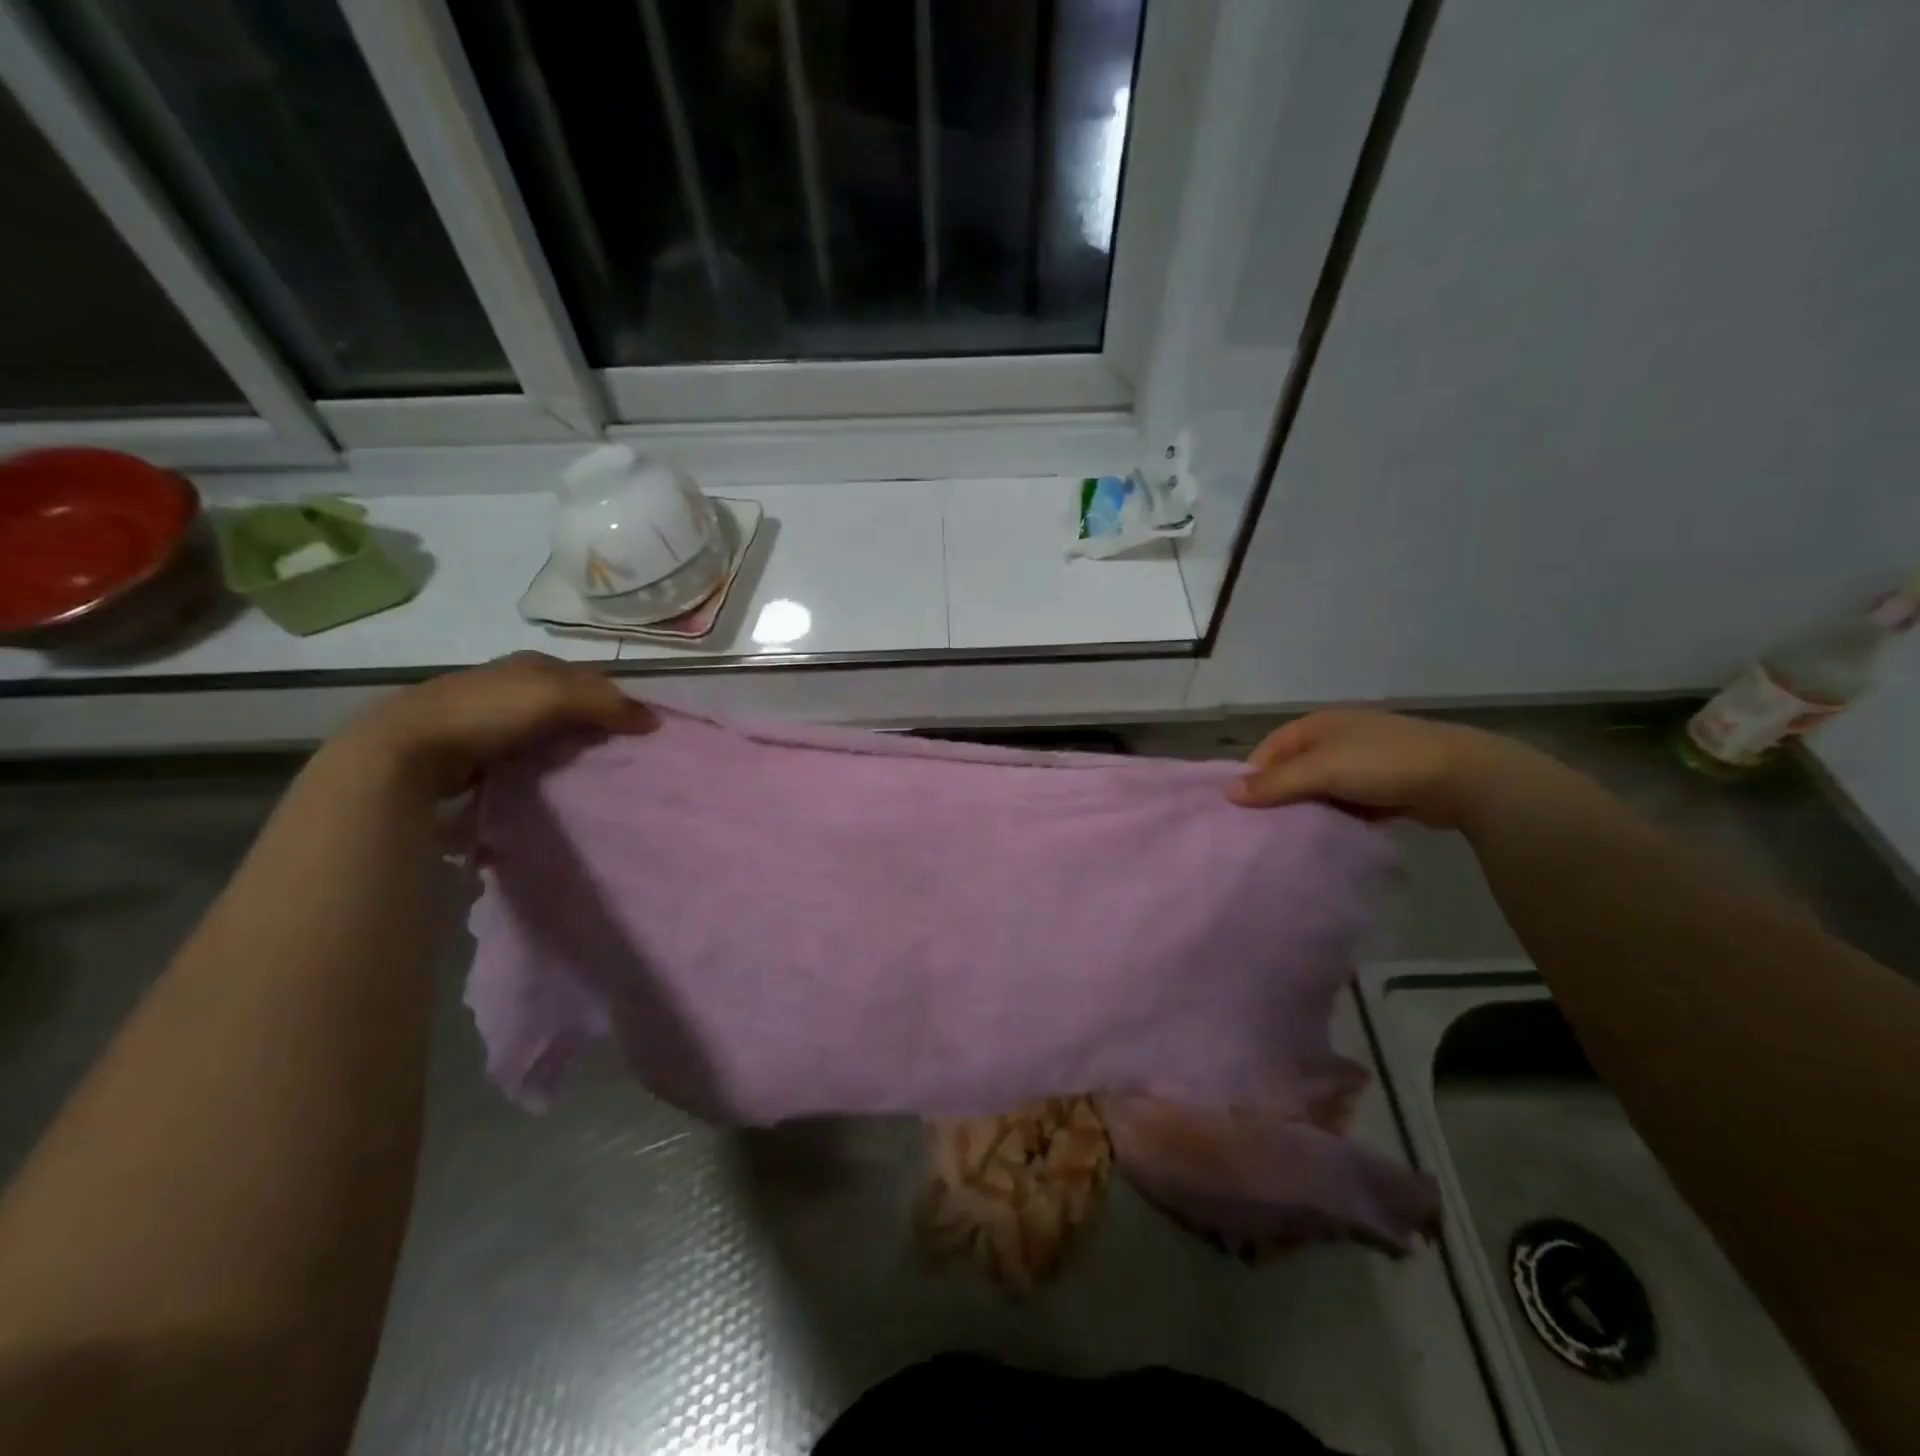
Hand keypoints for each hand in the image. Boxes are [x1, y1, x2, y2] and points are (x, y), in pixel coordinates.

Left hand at [337, 653, 654, 796]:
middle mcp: (510, 683)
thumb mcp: (555, 696)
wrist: (407, 749)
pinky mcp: (472, 749)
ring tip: (591, 771)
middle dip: (592, 721)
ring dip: (567, 745)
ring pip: (545, 728)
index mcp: (531, 664)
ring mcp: (488, 716)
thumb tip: (654, 720)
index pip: (589, 676)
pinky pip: (523, 753)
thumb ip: (605, 704)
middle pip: (567, 701)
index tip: (640, 727)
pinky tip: (551, 780)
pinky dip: (541, 764)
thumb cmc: (486, 711)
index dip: (616, 697)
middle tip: (621, 752)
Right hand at [1225, 709, 1518, 828]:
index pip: (1270, 748)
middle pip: (1294, 768)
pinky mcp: (1386, 783)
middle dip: (1282, 795)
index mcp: (1318, 724)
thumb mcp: (1321, 771)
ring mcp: (1364, 759)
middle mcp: (1338, 736)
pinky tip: (1332, 833)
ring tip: (1297, 834)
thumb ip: (1274, 783)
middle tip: (1267, 827)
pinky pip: (1348, 800)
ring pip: (1322, 786)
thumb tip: (1228, 792)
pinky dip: (1339, 814)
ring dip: (1311, 807)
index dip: (1255, 776)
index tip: (1246, 809)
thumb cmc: (1382, 764)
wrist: (1463, 776)